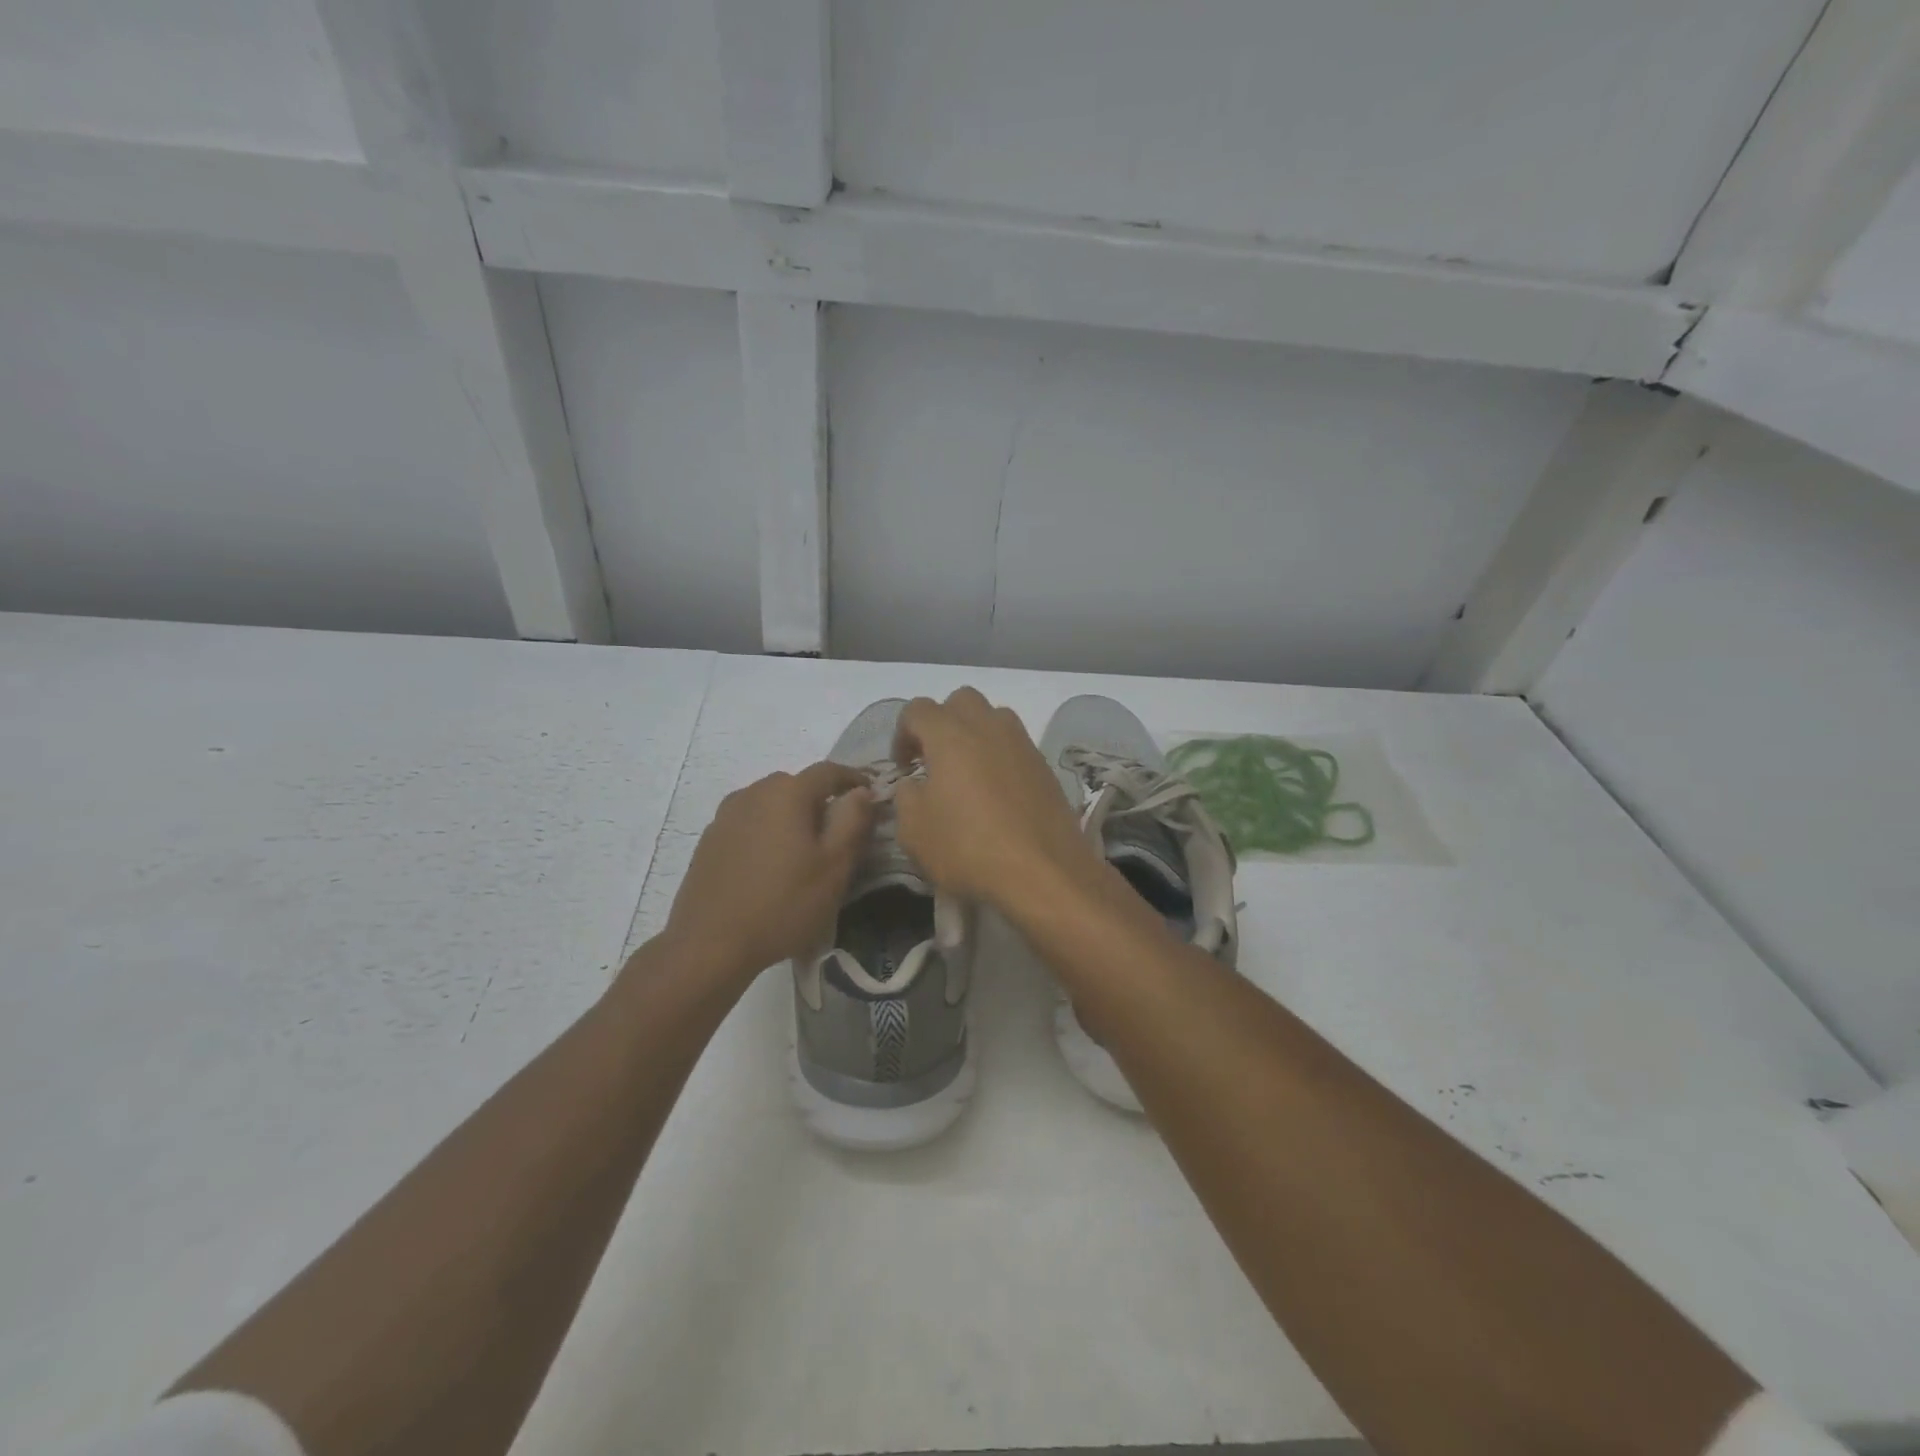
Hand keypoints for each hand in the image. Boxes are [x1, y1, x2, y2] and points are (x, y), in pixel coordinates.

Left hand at [661, 762, 874, 984]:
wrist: (710, 944)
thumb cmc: (783, 903)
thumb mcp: (835, 866)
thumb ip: (853, 821)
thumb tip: (862, 792)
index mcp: (787, 792)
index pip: (829, 771)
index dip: (854, 779)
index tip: (871, 795)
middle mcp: (753, 792)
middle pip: (796, 785)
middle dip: (821, 801)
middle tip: (838, 832)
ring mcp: (726, 815)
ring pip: (769, 804)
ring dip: (790, 817)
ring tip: (803, 850)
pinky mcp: (709, 840)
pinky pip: (748, 823)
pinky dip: (766, 832)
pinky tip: (769, 865)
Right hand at [889, 688, 1104, 912]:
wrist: (1043, 871)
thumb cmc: (968, 847)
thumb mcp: (914, 830)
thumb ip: (906, 797)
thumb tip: (915, 785)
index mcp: (950, 734)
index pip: (917, 710)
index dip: (902, 734)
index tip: (904, 767)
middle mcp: (989, 727)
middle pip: (961, 701)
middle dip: (942, 722)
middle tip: (934, 760)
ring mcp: (1022, 744)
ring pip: (994, 717)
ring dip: (975, 734)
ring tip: (967, 773)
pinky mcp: (1045, 766)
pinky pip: (1016, 745)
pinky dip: (1000, 757)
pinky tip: (996, 794)